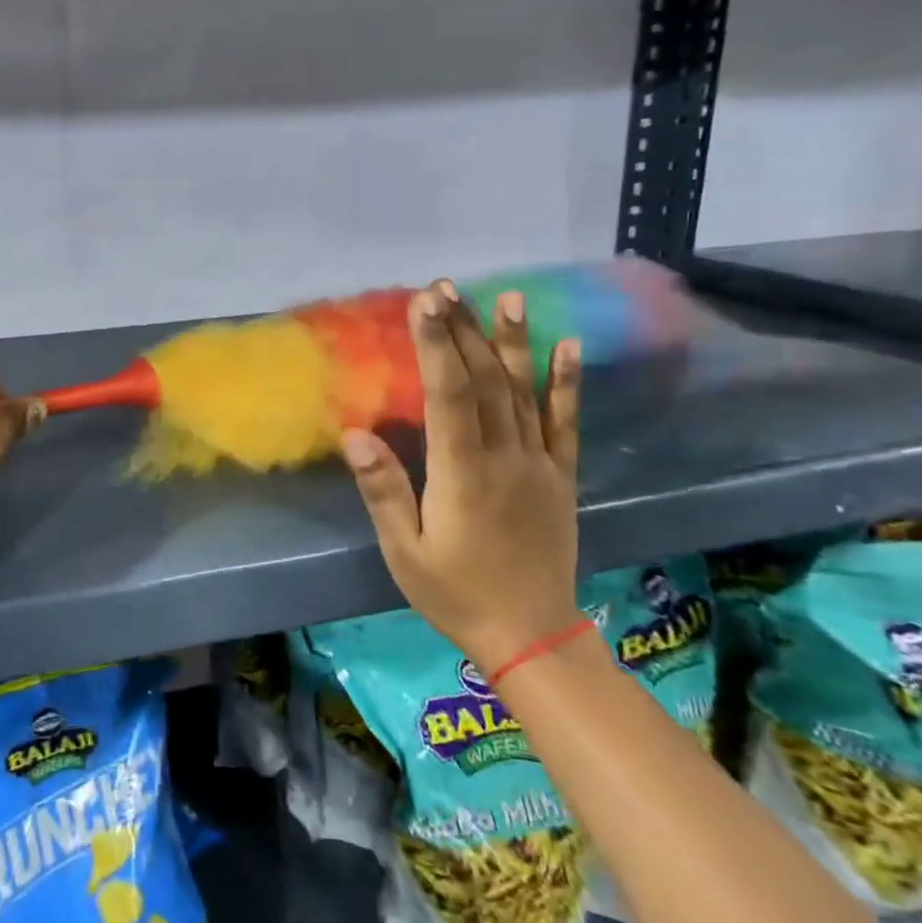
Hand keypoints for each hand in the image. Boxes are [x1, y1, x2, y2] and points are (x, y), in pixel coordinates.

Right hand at [341, 280, 582, 671]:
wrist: (531, 635)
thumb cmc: (455, 593)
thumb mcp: (405, 552)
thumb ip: (383, 490)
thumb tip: (354, 433)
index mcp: (463, 474)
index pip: (448, 395)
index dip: (436, 345)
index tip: (424, 303)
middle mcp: (505, 458)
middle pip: (483, 381)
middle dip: (463, 329)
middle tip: (446, 287)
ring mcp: (539, 464)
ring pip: (523, 392)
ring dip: (513, 342)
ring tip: (507, 298)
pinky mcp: (561, 476)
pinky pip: (565, 423)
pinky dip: (566, 383)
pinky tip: (567, 347)